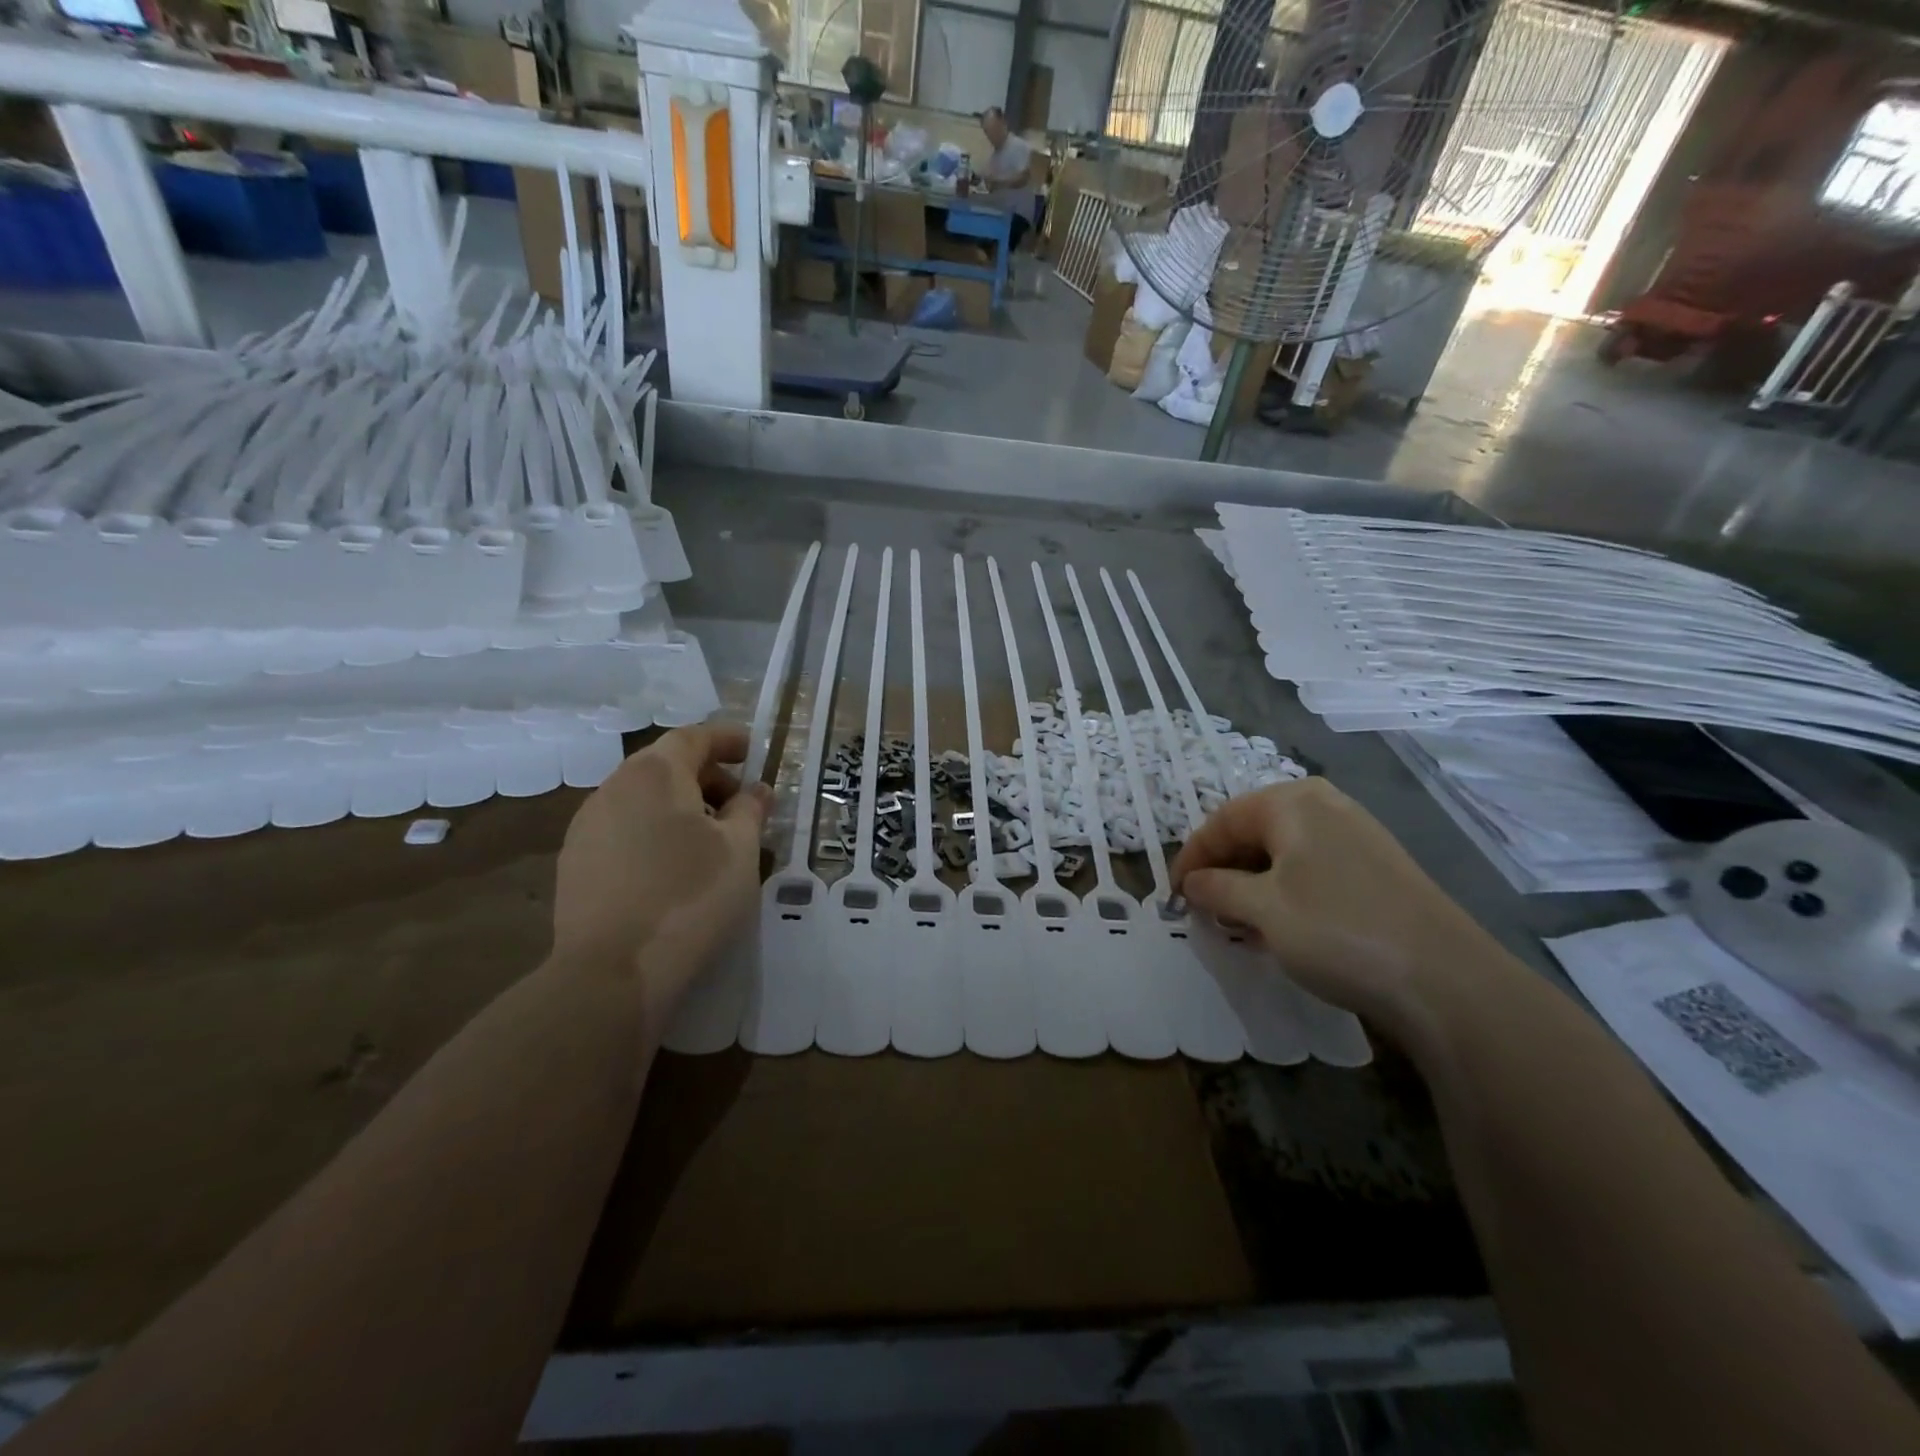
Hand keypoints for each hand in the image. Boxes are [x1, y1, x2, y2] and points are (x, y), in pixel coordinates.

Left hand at [552, 723, 769, 1017]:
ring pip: (641, 799)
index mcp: (654, 774)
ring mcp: (587, 827)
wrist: (612, 972)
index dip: (726, 739)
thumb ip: (750, 810)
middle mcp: (613, 789)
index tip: (752, 749)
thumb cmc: (690, 897)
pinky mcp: (576, 864)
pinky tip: (674, 868)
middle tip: (740, 803)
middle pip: (664, 766)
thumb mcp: (740, 850)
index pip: (693, 737)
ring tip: (711, 839)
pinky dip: (654, 832)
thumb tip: (756, 791)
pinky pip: (623, 830)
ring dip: (680, 806)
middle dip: (707, 776)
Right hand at [1170, 777, 1500, 1028]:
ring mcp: (1356, 836)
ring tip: (1239, 924)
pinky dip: (1285, 893)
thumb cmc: (1337, 930)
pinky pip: (1313, 870)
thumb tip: (1192, 883)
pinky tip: (1283, 928)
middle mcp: (1324, 807)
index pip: (1221, 821)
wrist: (1447, 981)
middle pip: (1253, 832)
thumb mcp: (1262, 910)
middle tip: (1205, 910)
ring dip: (1252, 885)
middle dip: (1223, 871)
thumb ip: (1216, 889)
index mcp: (1292, 802)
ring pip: (1283, 853)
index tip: (1172, 895)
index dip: (1191, 858)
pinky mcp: (1378, 868)